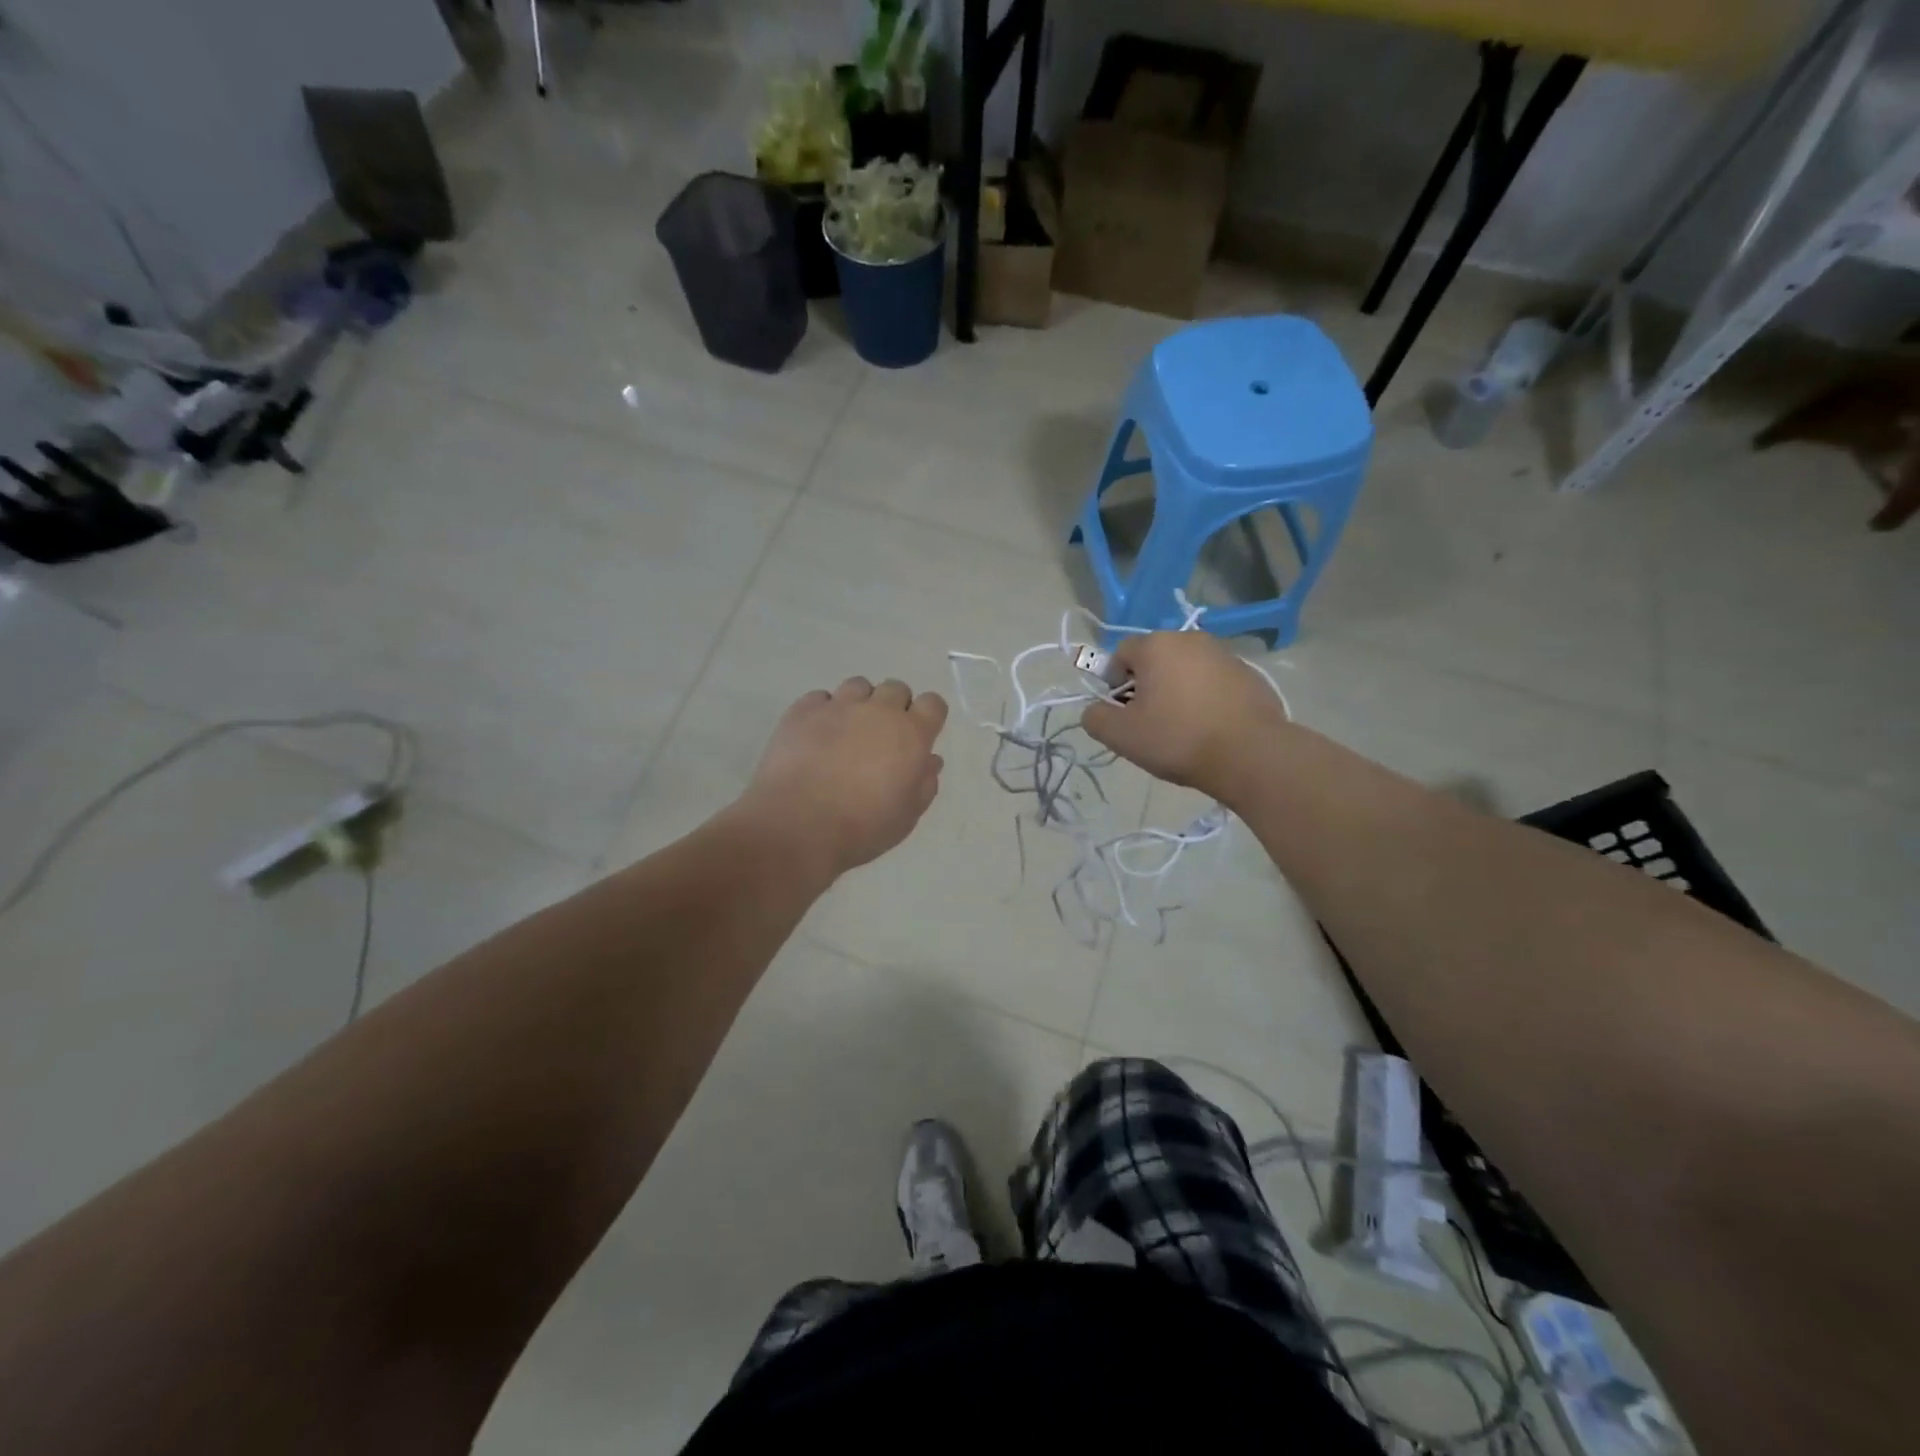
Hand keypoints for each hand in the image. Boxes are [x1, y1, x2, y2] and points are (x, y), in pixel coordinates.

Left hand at [739, 677, 948, 877]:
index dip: (927, 717)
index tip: (917, 737)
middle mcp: (878, 710)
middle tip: (881, 738)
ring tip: (847, 733)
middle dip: (894, 707)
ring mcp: (838, 706)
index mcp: (910, 734)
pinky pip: (820, 698)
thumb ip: (924, 784)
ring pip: (858, 686)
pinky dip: (823, 711)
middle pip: (896, 689)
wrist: (797, 826)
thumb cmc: (862, 827)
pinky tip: (816, 736)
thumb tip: (929, 761)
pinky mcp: (802, 711)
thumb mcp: (906, 816)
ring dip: (860, 703)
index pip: (933, 703)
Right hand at [1081, 633, 1288, 799]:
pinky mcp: (1250, 674)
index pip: (1121, 654)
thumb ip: (1095, 718)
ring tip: (1181, 727)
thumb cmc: (1177, 738)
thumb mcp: (1121, 736)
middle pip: (1156, 659)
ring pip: (1186, 669)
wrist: (1250, 754)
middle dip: (1147, 685)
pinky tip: (1209, 727)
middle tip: (1148, 721)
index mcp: (1157, 645)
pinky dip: (1206, 697)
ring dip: (1177, 690)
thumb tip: (1094, 710)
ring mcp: (1224, 655)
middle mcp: (1191, 639)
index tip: (1122, 712)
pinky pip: (1214, 681)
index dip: (1113, 682)